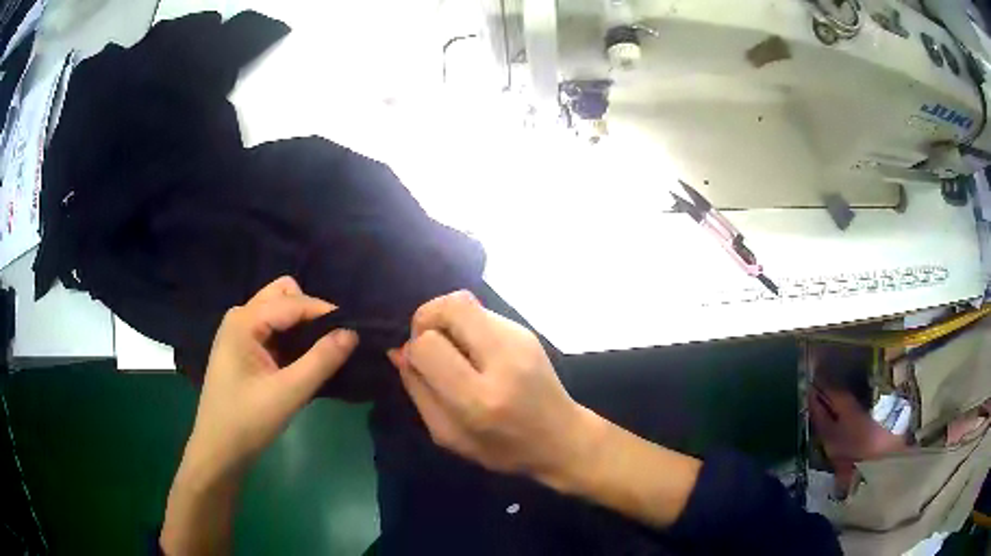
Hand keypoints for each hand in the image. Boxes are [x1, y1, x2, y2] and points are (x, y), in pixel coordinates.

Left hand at [183, 276, 358, 476]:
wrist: (219, 450)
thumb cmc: (248, 422)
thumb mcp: (288, 394)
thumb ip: (320, 361)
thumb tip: (352, 333)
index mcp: (244, 321)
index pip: (293, 302)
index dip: (326, 312)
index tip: (356, 329)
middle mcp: (240, 316)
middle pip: (283, 294)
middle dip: (310, 312)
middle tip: (333, 341)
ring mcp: (239, 331)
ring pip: (278, 309)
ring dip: (301, 323)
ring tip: (321, 350)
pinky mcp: (243, 347)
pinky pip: (273, 327)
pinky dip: (292, 336)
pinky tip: (303, 359)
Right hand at [388, 291, 597, 484]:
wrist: (563, 438)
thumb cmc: (504, 449)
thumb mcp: (450, 436)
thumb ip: (419, 392)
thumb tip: (399, 351)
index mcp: (479, 399)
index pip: (429, 345)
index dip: (414, 349)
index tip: (419, 365)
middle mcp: (502, 361)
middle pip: (451, 305)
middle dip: (426, 318)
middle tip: (429, 345)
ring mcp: (519, 340)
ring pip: (465, 302)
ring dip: (446, 321)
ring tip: (453, 351)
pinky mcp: (526, 331)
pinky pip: (481, 313)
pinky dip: (465, 326)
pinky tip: (474, 353)